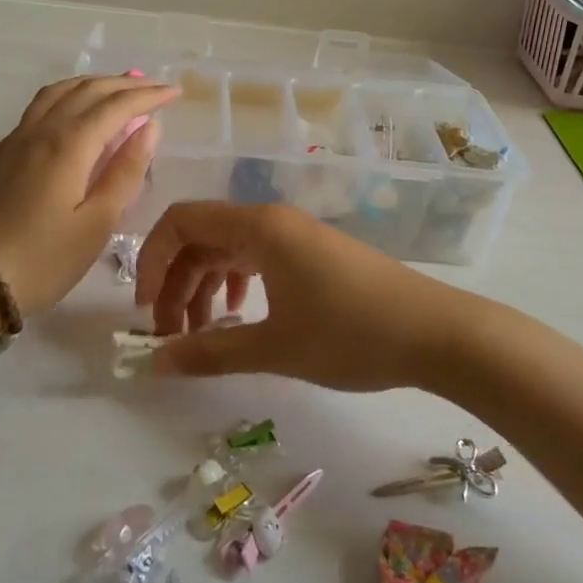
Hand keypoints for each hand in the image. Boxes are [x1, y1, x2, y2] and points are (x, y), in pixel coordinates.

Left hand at [0, 75, 179, 314]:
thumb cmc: (43, 259)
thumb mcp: (96, 224)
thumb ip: (125, 172)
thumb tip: (149, 128)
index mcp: (69, 145)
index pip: (116, 106)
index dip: (148, 96)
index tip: (175, 93)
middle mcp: (42, 131)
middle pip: (87, 90)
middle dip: (124, 84)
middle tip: (154, 87)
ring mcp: (17, 140)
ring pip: (59, 92)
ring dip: (93, 84)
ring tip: (116, 89)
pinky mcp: (3, 154)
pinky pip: (40, 106)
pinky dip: (67, 96)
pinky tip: (73, 112)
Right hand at [135, 202, 471, 391]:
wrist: (437, 334)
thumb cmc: (351, 335)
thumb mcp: (275, 348)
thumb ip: (210, 352)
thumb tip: (155, 362)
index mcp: (257, 227)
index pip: (181, 222)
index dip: (151, 261)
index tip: (145, 311)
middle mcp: (271, 220)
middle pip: (201, 237)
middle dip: (174, 283)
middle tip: (168, 337)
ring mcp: (294, 235)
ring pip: (227, 250)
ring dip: (202, 287)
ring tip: (199, 335)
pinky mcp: (311, 253)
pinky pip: (255, 258)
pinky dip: (234, 284)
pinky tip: (238, 318)